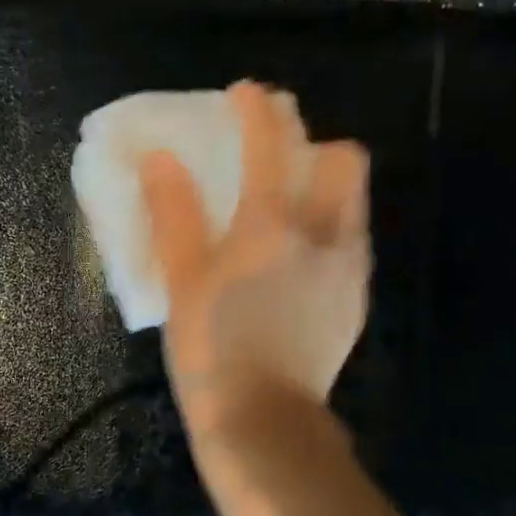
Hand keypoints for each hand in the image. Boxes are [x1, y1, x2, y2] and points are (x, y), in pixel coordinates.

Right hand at [141, 80, 370, 437]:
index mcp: (272, 224)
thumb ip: (174, 213)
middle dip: (314, 143)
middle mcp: (324, 234)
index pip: (271, 143)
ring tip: (289, 208)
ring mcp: (348, 268)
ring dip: (326, 186)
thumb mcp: (181, 279)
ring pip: (353, 201)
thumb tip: (160, 158)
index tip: (244, 95)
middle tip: (278, 157)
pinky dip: (329, 230)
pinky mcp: (355, 300)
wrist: (263, 420)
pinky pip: (351, 243)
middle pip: (342, 160)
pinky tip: (298, 261)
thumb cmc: (211, 347)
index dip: (257, 109)